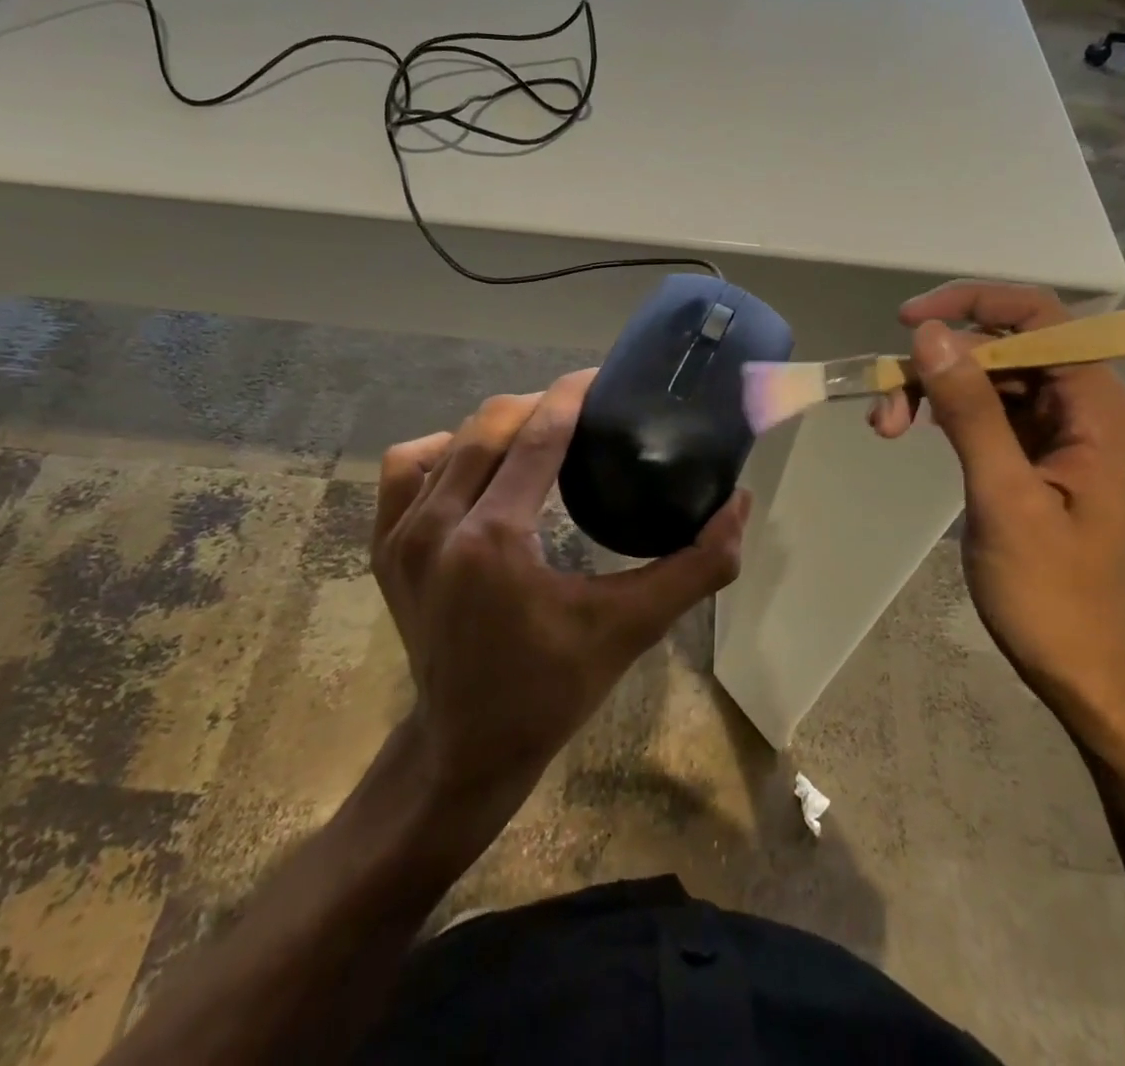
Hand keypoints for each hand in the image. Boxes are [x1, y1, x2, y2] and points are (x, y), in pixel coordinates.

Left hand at [371, 369, 750, 815]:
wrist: (465, 747)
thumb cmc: (552, 689)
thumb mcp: (631, 628)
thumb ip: (695, 567)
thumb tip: (739, 504)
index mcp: (495, 540)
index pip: (537, 435)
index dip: (572, 395)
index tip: (603, 377)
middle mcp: (438, 526)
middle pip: (490, 425)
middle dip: (540, 405)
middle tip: (584, 412)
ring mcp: (402, 536)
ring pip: (450, 440)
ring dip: (496, 426)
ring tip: (536, 435)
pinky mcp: (385, 548)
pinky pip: (407, 468)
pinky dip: (442, 451)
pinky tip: (474, 463)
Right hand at [871, 283, 1124, 745]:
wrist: (1092, 673)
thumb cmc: (1055, 596)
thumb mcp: (1005, 498)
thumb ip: (971, 412)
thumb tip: (932, 336)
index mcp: (1100, 407)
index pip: (1038, 317)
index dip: (971, 304)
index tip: (907, 323)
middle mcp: (1090, 406)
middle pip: (1008, 346)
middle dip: (940, 362)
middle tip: (883, 405)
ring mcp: (1067, 431)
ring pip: (993, 378)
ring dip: (937, 390)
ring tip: (887, 426)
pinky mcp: (1044, 455)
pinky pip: (992, 411)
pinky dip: (949, 414)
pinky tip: (916, 432)